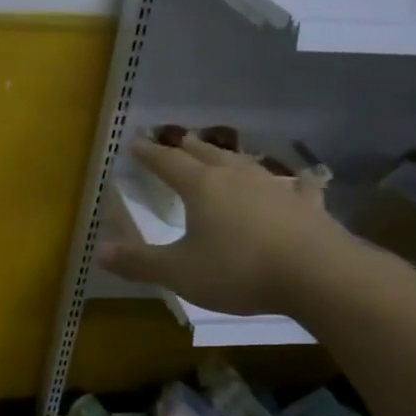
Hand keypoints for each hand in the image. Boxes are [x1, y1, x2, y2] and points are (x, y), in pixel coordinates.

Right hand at [96, 135, 370, 316]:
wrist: (316, 274)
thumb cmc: (238, 270)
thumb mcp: (179, 272)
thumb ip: (138, 262)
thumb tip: (99, 251)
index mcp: (201, 186)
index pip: (167, 162)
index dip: (148, 153)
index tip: (134, 143)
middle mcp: (235, 175)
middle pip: (205, 153)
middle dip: (186, 147)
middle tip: (175, 141)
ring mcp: (274, 186)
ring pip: (245, 162)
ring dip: (228, 157)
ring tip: (221, 155)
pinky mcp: (304, 204)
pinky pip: (295, 186)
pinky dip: (291, 182)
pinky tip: (299, 181)